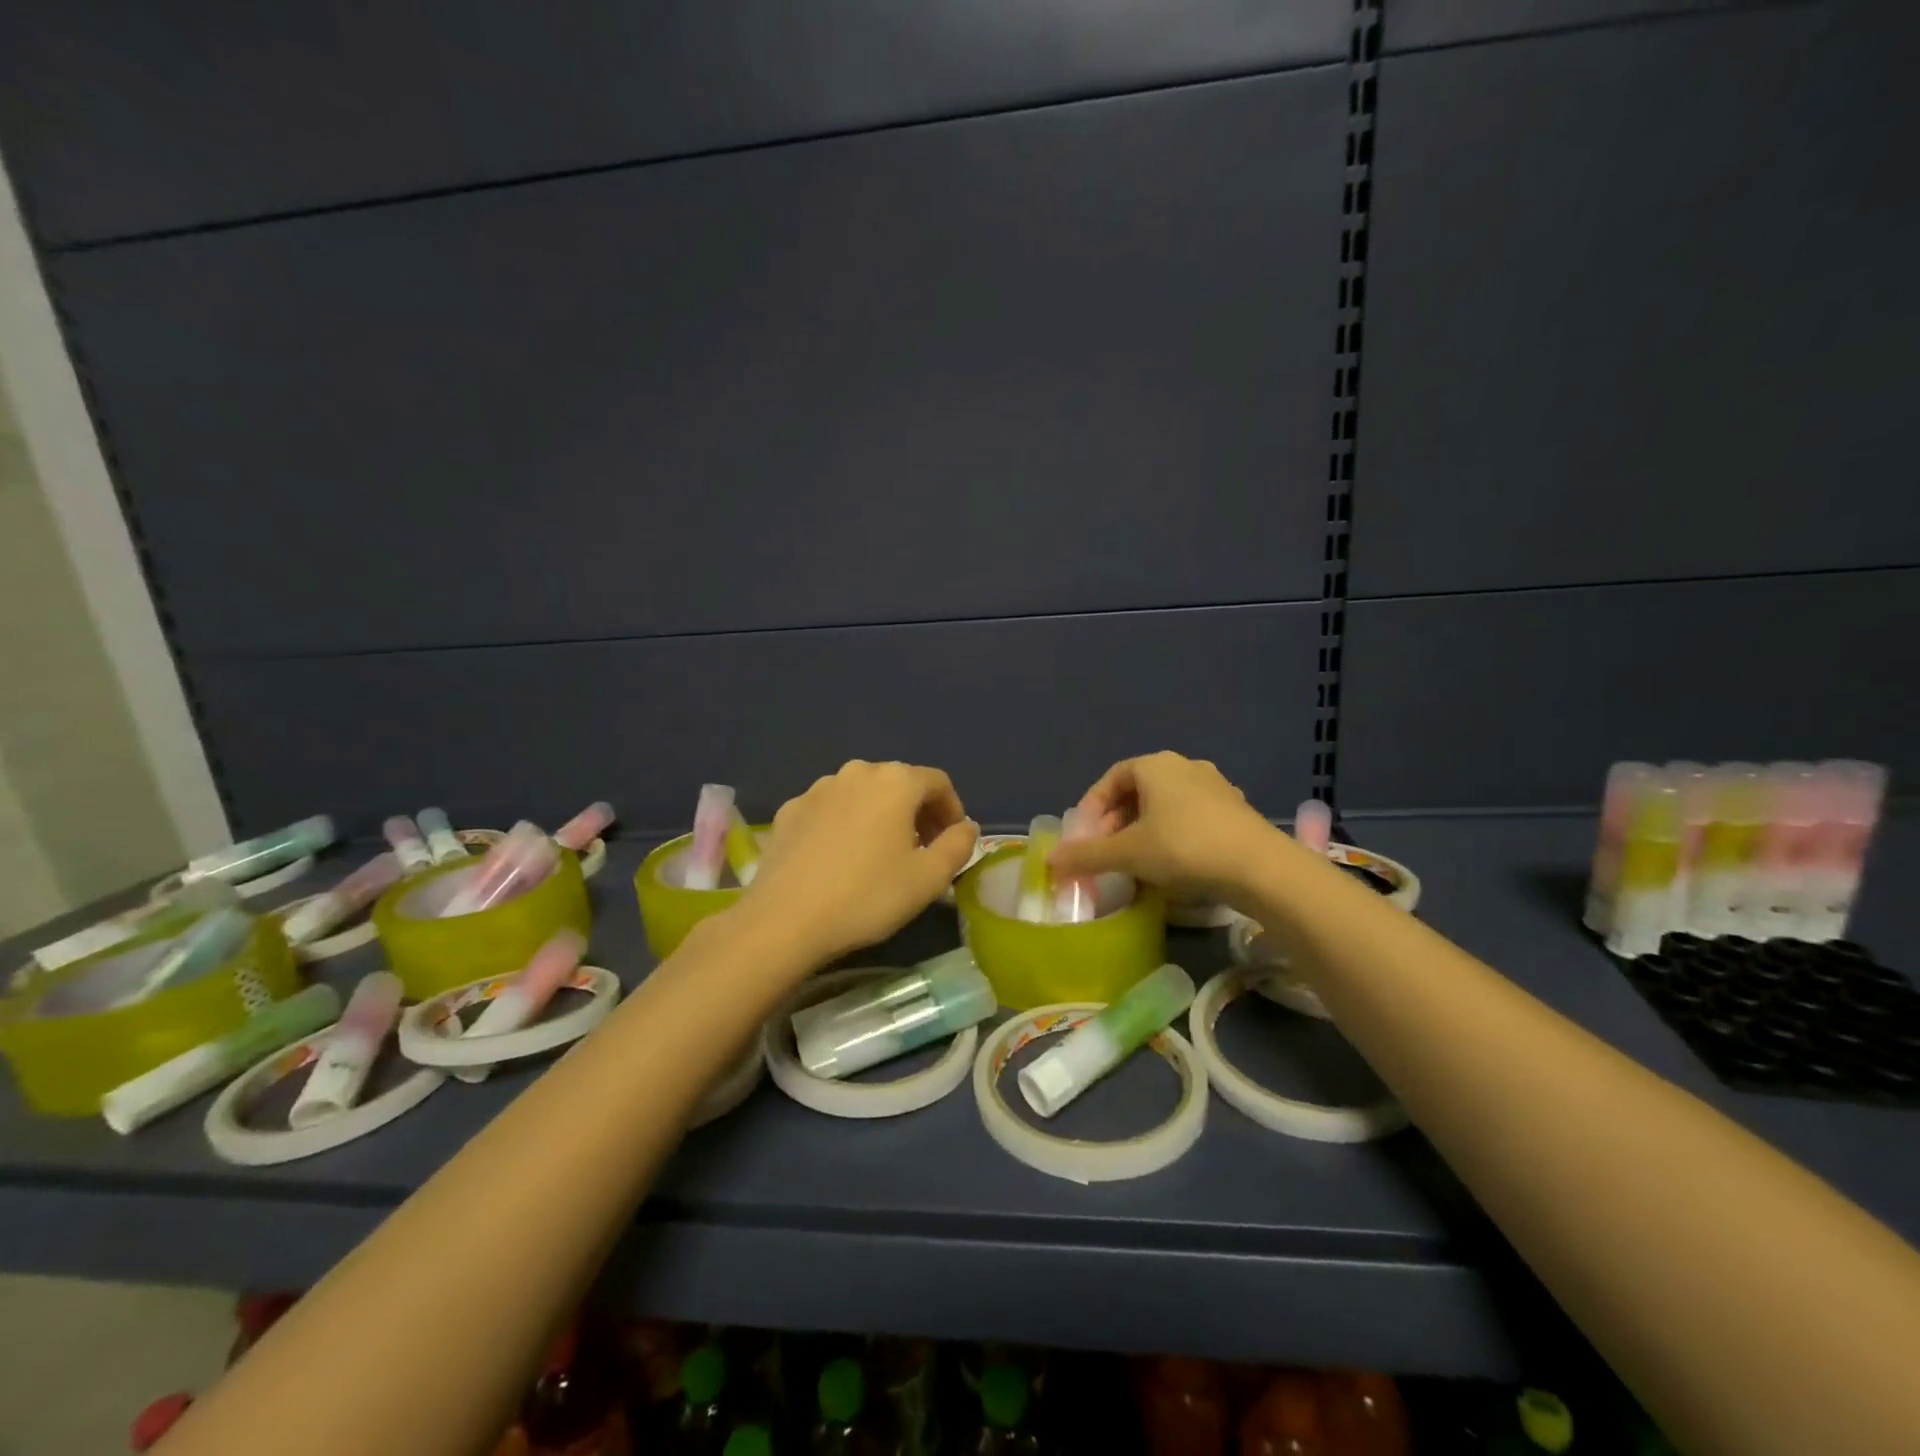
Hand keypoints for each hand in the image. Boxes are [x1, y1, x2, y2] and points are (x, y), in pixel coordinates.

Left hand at [743, 760, 978, 962]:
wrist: (784, 920)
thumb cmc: (867, 896)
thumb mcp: (929, 878)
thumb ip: (958, 846)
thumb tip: (966, 827)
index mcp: (895, 781)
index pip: (938, 782)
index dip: (952, 810)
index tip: (952, 843)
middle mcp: (857, 772)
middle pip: (900, 784)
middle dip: (918, 813)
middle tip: (922, 851)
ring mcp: (818, 788)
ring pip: (863, 795)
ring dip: (881, 816)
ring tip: (881, 855)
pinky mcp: (790, 810)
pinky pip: (831, 809)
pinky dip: (846, 824)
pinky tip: (840, 859)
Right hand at [1049, 751, 1282, 899]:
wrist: (1260, 867)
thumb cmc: (1185, 847)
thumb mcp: (1127, 853)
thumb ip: (1086, 855)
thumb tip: (1049, 860)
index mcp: (1156, 765)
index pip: (1111, 778)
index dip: (1092, 807)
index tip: (1085, 837)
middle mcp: (1185, 766)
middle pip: (1138, 791)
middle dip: (1117, 821)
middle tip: (1107, 851)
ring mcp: (1215, 786)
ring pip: (1166, 805)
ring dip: (1145, 829)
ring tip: (1137, 860)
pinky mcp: (1235, 810)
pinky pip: (1191, 817)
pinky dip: (1173, 835)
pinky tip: (1173, 864)